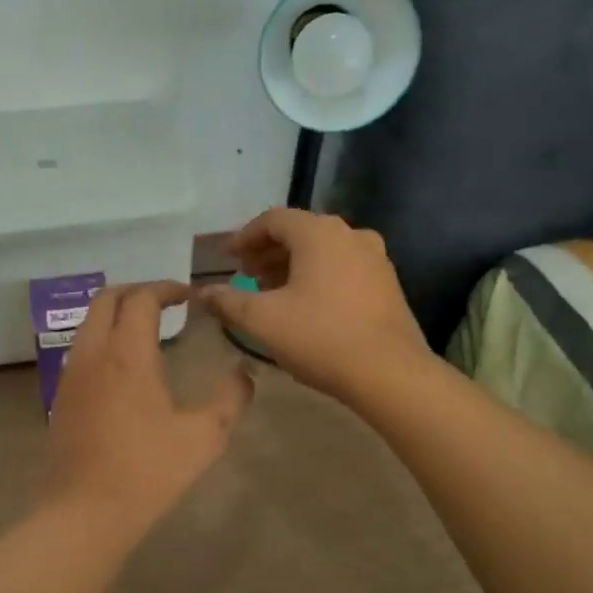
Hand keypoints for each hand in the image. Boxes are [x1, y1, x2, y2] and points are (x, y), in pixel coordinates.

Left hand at [41, 282, 254, 539]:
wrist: (84, 512)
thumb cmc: (148, 471)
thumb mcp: (204, 437)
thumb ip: (230, 399)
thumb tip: (245, 374)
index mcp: (128, 354)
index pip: (142, 298)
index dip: (167, 288)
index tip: (189, 296)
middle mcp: (94, 353)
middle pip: (106, 298)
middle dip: (137, 291)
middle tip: (166, 303)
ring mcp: (72, 374)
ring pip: (89, 322)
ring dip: (116, 313)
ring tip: (147, 330)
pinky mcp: (61, 396)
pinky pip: (81, 348)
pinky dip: (103, 338)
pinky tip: (124, 367)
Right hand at [198, 208, 428, 402]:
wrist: (390, 373)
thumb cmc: (320, 337)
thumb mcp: (262, 320)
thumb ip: (227, 301)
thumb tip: (201, 293)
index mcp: (318, 233)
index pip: (273, 219)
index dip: (245, 237)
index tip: (228, 258)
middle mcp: (350, 234)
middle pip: (300, 232)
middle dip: (268, 252)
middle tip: (246, 276)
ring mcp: (374, 258)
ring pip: (323, 251)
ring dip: (293, 265)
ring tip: (272, 292)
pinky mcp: (387, 283)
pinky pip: (343, 267)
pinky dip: (318, 276)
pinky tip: (307, 305)